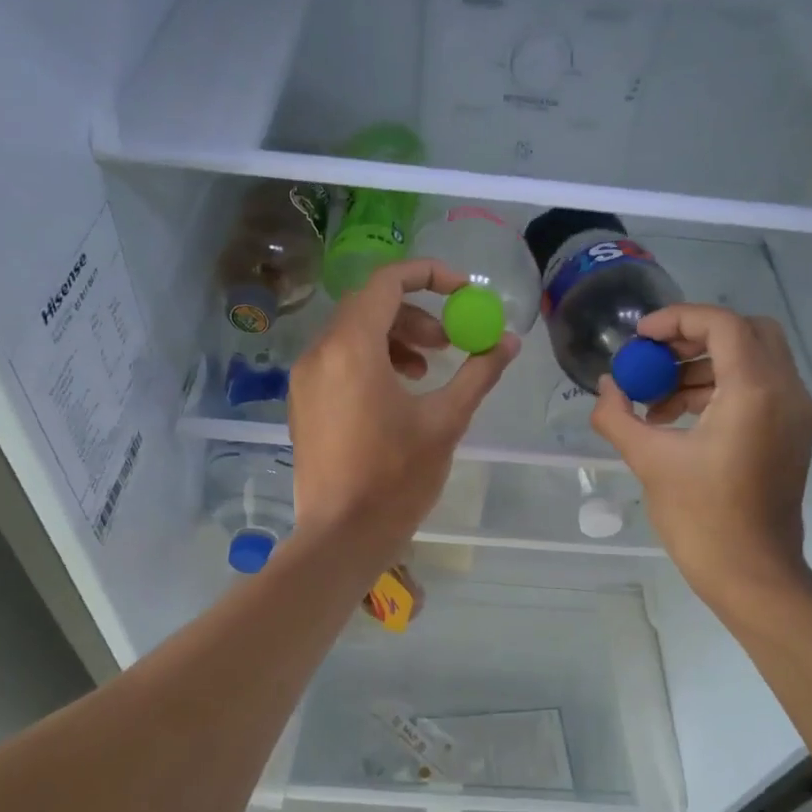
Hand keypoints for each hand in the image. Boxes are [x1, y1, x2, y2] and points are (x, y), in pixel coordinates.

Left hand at [287, 259, 518, 568]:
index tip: (463, 291)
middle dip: (416, 315)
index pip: (387, 282)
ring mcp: (305, 380)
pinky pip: (338, 362)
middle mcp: (320, 353)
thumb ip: (478, 374)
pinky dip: (371, 361)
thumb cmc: (395, 478)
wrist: (340, 536)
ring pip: (352, 334)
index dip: (429, 275)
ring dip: (395, 339)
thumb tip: (509, 342)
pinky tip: (397, 396)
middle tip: (450, 341)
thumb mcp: (446, 422)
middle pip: (369, 306)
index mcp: (352, 347)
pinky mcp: (303, 404)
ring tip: (427, 371)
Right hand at [588, 305, 811, 611]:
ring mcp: (795, 413)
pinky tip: (680, 418)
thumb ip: (618, 416)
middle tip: (655, 357)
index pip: (722, 324)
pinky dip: (722, 388)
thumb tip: (607, 387)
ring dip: (706, 365)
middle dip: (696, 336)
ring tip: (658, 398)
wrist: (753, 574)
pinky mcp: (792, 434)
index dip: (677, 319)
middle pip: (747, 331)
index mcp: (754, 391)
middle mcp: (786, 391)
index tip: (640, 338)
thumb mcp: (649, 461)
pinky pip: (760, 388)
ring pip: (754, 359)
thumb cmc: (701, 518)